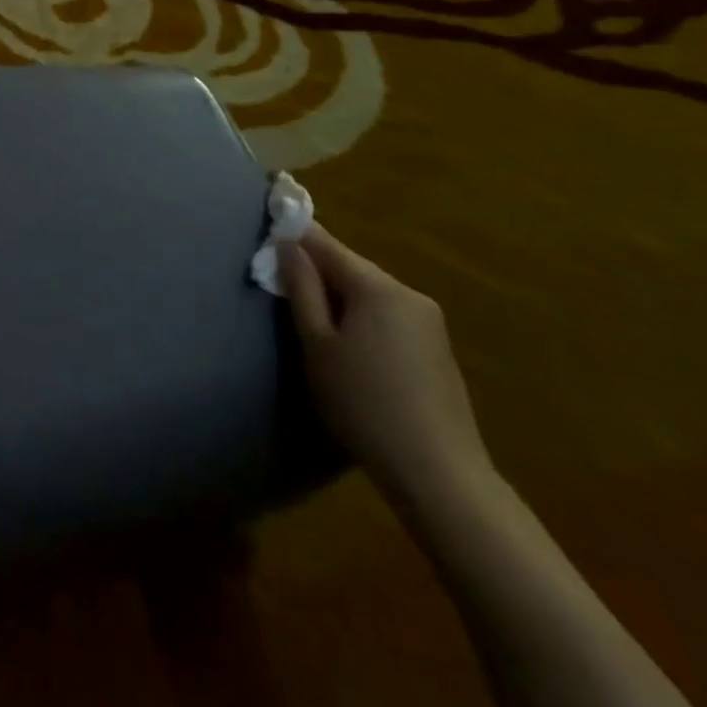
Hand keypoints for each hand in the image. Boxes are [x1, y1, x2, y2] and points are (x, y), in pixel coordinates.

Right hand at [279, 225, 492, 506]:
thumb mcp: (317, 344)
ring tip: (313, 325)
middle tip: (282, 290)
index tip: (267, 233)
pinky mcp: (437, 349)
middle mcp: (408, 293)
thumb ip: (301, 288)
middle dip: (316, 272)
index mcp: (377, 287)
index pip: (325, 244)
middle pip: (350, 267)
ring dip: (339, 298)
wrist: (439, 473)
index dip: (294, 235)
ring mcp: (429, 322)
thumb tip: (287, 243)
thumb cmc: (363, 403)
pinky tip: (351, 349)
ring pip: (369, 293)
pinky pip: (388, 315)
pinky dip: (363, 318)